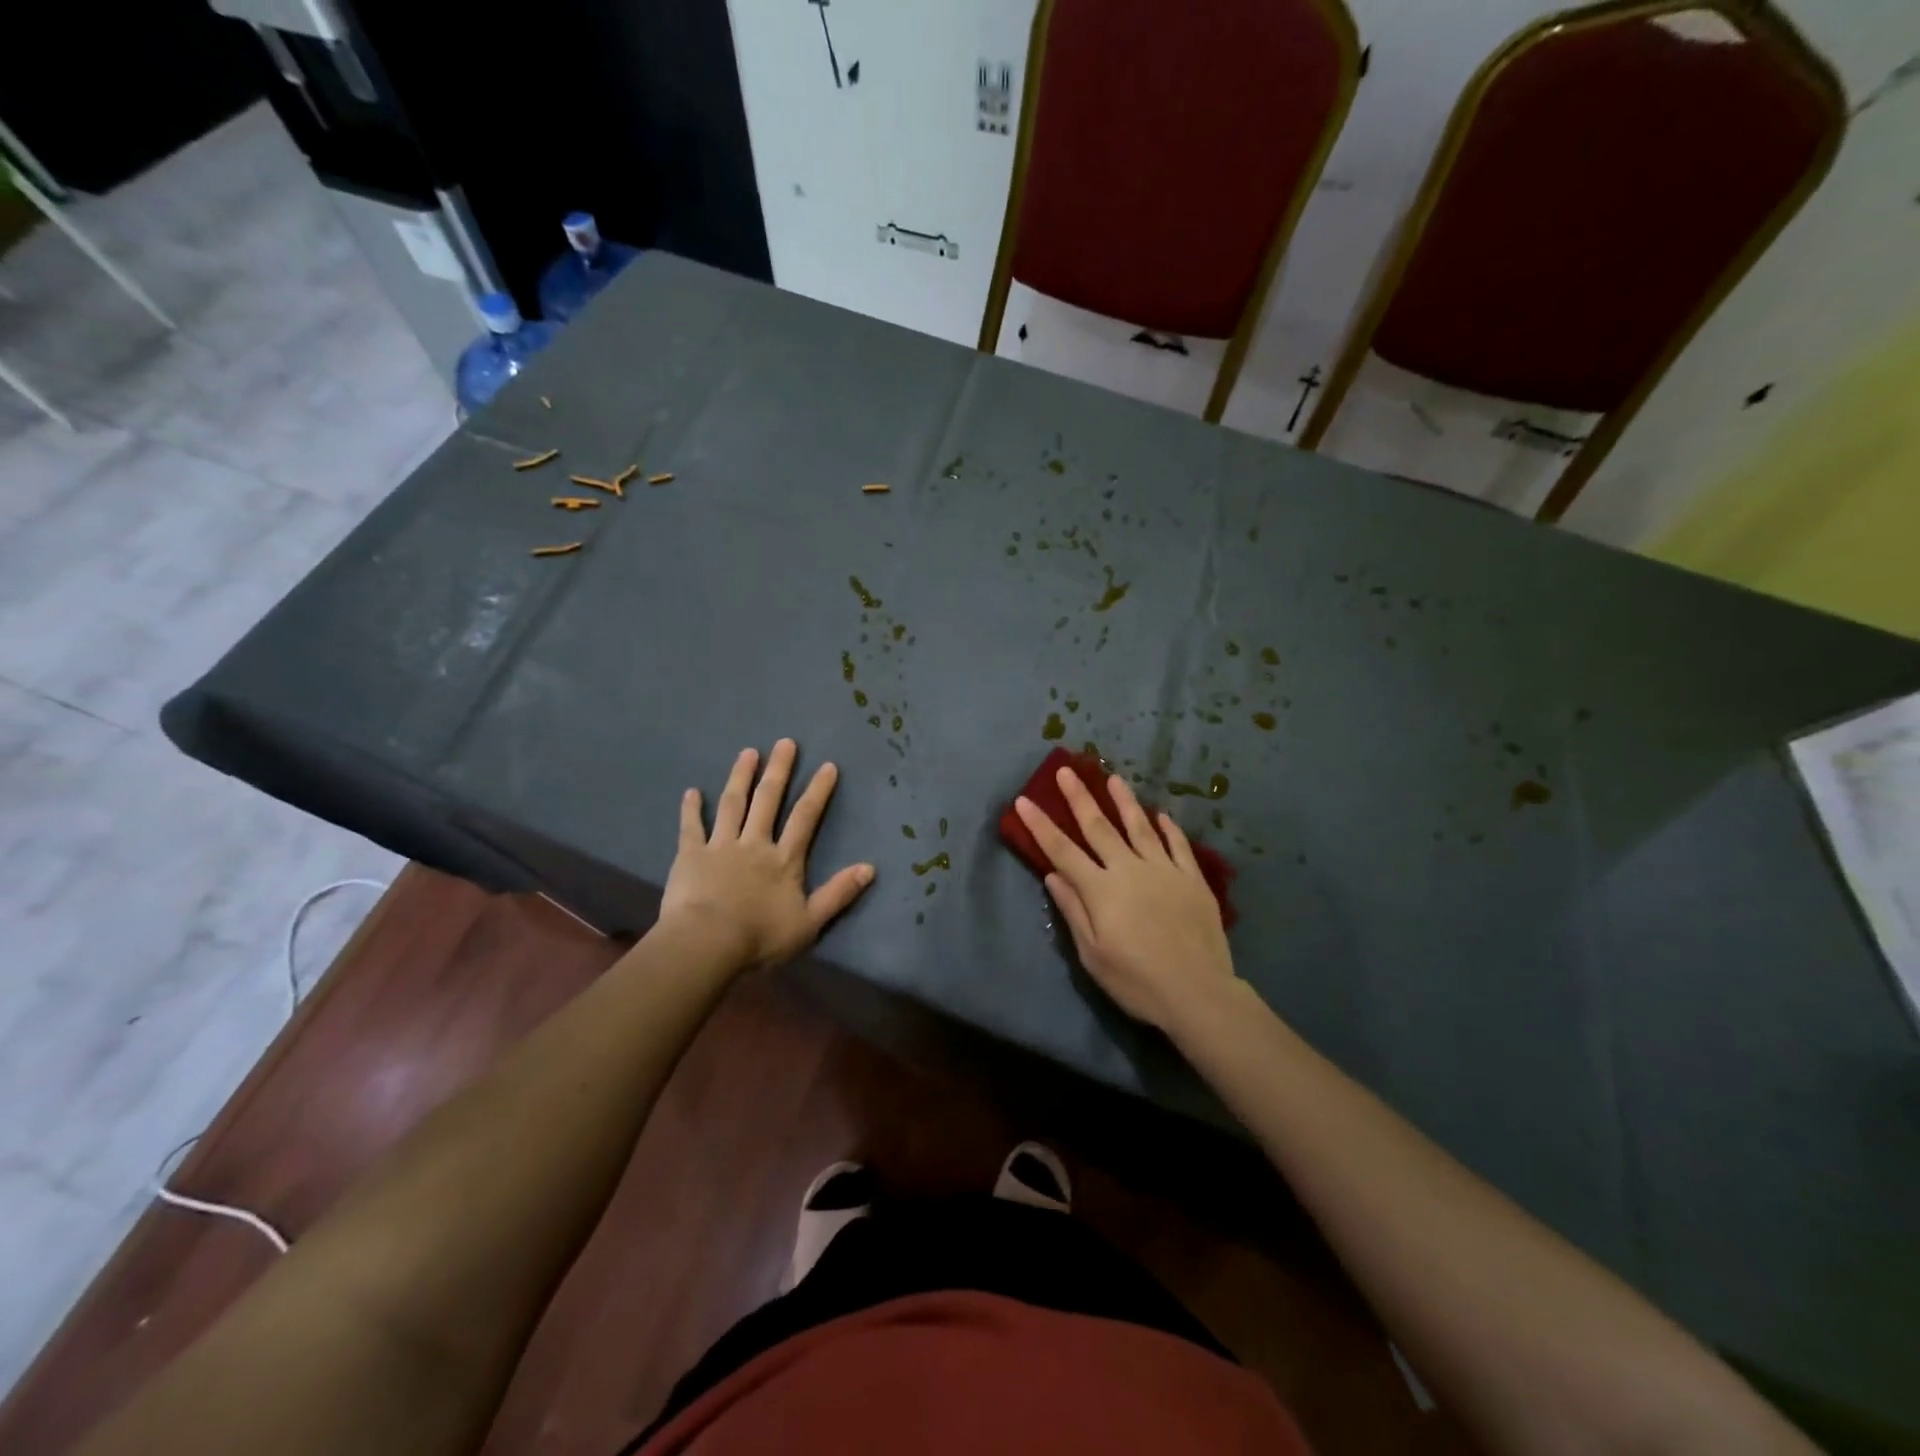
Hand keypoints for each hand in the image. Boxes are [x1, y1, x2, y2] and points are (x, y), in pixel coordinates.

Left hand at [660, 740, 874, 974]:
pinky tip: (691, 791)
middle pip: (768, 801)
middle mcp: (755, 844)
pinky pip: (691, 827)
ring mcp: (721, 846)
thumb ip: (838, 893)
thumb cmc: (760, 938)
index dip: (817, 791)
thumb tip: (870, 868)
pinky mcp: (690, 855)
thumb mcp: (809, 922)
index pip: (805, 818)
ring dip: (740, 777)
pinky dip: (691, 809)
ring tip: (747, 753)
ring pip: (732, 805)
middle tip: (785, 742)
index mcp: (784, 860)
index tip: (827, 765)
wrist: (707, 944)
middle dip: (779, 770)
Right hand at [1014, 768, 1236, 1032]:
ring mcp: (1164, 870)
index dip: (1041, 825)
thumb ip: (1073, 910)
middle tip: (1067, 771)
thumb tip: (1053, 875)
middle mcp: (1130, 869)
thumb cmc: (1137, 981)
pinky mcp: (1192, 880)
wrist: (1198, 993)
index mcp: (1101, 889)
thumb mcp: (1092, 954)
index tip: (1024, 801)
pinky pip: (1179, 846)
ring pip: (1140, 827)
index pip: (1062, 850)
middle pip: (1099, 827)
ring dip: (1124, 801)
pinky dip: (1169, 828)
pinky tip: (1162, 815)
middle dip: (1079, 798)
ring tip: (1113, 778)